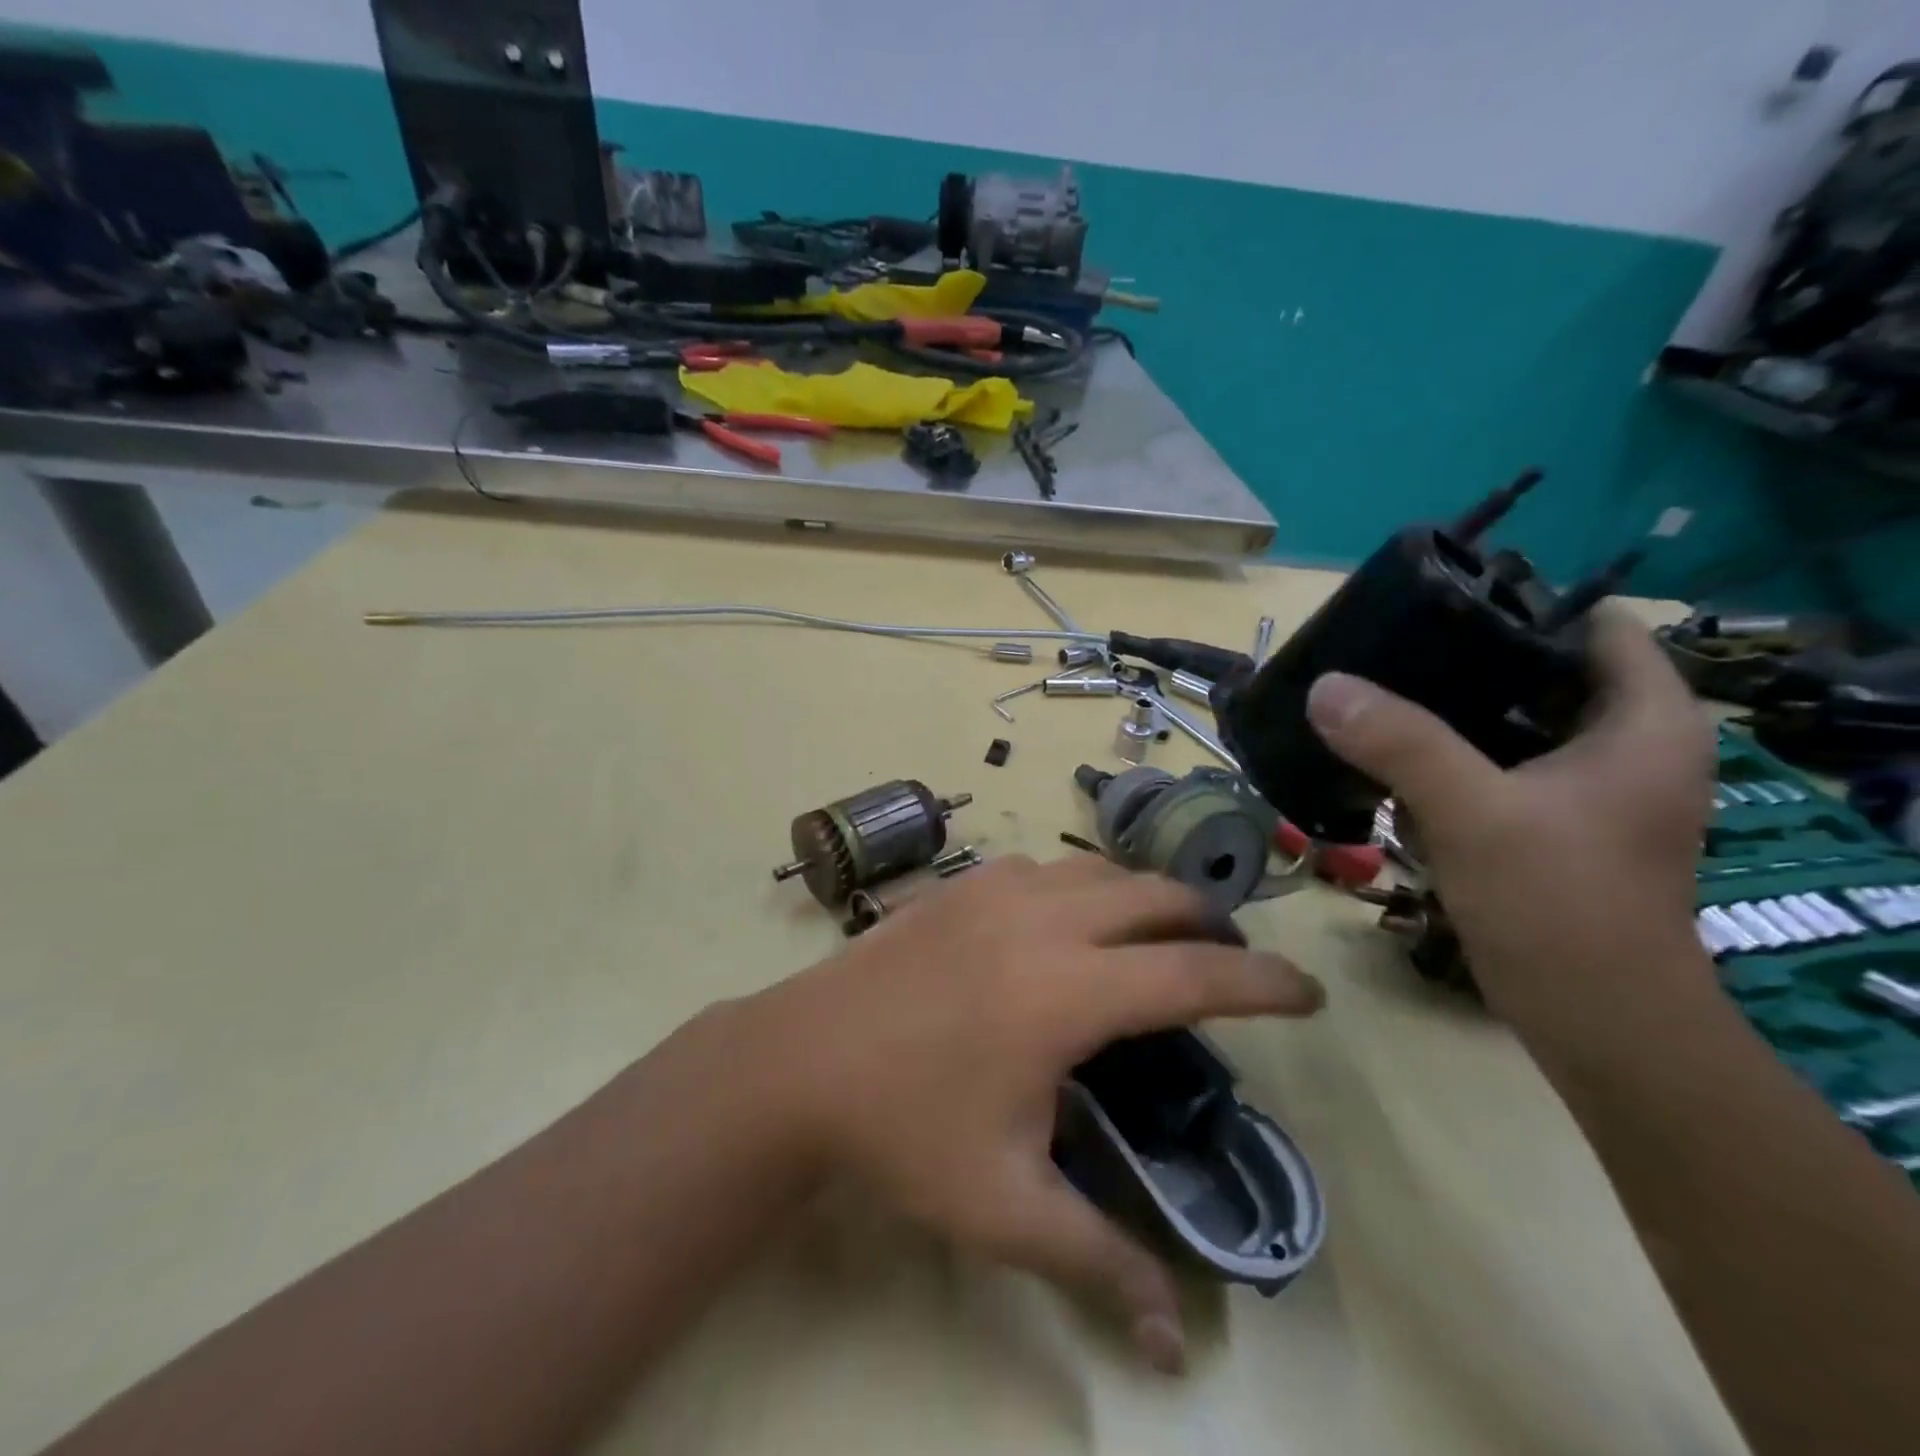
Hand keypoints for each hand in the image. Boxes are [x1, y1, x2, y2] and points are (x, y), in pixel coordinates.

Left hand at [731, 854, 1322, 1372]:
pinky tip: (1067, 920)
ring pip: (1099, 870)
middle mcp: (1041, 921)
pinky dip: (1080, 885)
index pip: (1193, 975)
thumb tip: (1172, 1342)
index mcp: (1065, 992)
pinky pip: (1043, 867)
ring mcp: (994, 888)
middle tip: (1229, 962)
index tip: (1308, 993)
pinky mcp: (958, 883)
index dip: (1262, 983)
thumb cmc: (902, 1132)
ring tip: (1157, 934)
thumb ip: (1096, 1261)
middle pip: (1154, 897)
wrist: (797, 1061)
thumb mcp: (1003, 1207)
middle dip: (1208, 923)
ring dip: (1143, 895)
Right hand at [1304, 610, 1715, 1028]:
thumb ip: (1400, 743)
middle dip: (1464, 654)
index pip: (1592, 622)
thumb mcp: (1475, 814)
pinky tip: (1387, 750)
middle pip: (1540, 667)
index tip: (1434, 601)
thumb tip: (1324, 685)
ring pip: (1510, 717)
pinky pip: (1494, 760)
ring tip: (1375, 687)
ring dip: (1446, 706)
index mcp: (1645, 720)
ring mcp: (1587, 784)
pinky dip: (1446, 751)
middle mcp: (1625, 742)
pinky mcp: (1551, 819)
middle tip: (1386, 645)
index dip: (1519, 601)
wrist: (1593, 1020)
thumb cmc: (1559, 905)